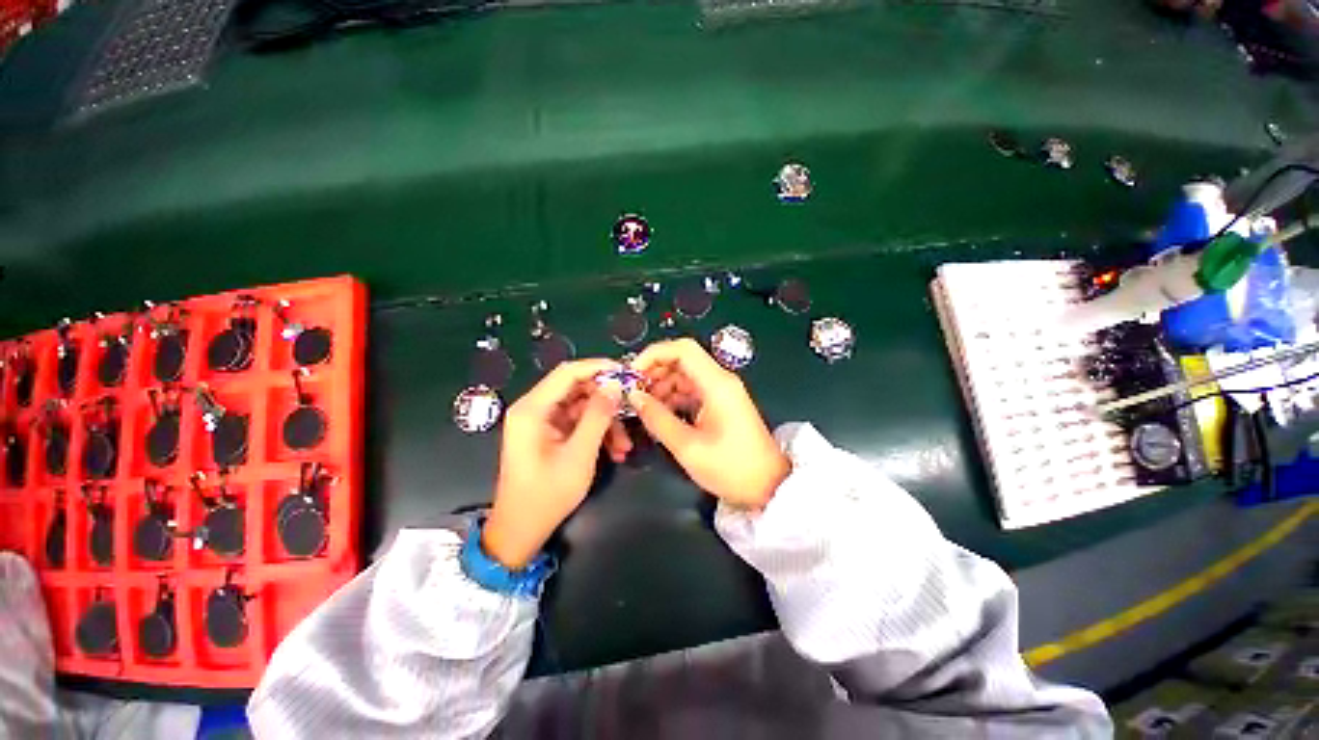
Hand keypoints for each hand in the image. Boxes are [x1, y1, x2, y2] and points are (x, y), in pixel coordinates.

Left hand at [483, 359, 623, 568]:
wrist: (521, 530)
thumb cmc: (547, 495)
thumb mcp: (579, 455)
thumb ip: (597, 417)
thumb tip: (615, 386)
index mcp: (532, 409)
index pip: (568, 372)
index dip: (598, 368)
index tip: (626, 372)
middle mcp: (534, 408)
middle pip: (576, 388)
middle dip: (606, 400)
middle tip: (631, 409)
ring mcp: (541, 421)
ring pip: (581, 406)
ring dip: (605, 421)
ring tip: (624, 445)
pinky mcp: (549, 432)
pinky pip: (578, 422)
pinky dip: (597, 432)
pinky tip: (615, 450)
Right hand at [629, 339, 789, 508]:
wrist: (769, 486)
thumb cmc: (731, 468)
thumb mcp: (688, 447)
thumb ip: (657, 418)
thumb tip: (634, 397)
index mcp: (717, 384)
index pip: (682, 349)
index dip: (653, 354)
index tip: (632, 374)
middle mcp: (720, 380)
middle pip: (682, 360)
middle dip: (655, 372)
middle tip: (634, 393)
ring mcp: (721, 391)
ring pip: (684, 375)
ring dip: (662, 386)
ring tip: (644, 408)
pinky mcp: (720, 403)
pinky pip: (691, 390)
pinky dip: (673, 398)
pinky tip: (660, 414)